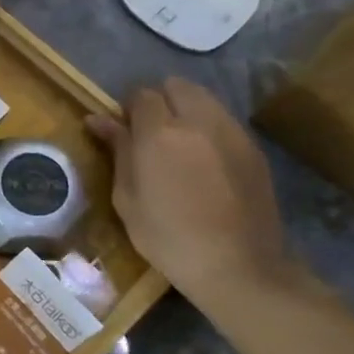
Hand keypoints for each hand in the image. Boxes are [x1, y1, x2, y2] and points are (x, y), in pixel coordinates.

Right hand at [86, 77, 291, 300]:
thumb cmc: (168, 236)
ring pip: (205, 99)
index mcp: (160, 132)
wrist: (238, 267)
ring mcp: (232, 133)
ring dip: (187, 110)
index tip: (124, 131)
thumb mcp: (127, 197)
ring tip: (180, 145)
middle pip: (177, 86)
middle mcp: (198, 121)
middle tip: (151, 133)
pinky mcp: (254, 150)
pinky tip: (205, 162)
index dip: (129, 109)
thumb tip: (99, 119)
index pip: (141, 94)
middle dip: (161, 100)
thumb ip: (117, 150)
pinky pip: (225, 122)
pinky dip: (209, 128)